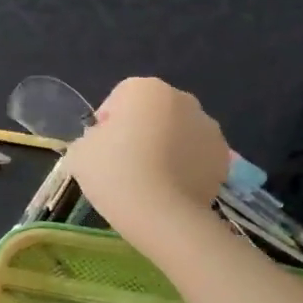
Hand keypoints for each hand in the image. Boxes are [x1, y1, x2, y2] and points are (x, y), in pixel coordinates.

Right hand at [64, 77, 229, 246]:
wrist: (161, 214)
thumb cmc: (114, 173)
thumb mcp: (79, 152)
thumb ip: (90, 139)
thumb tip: (103, 143)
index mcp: (145, 88)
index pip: (119, 98)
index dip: (106, 124)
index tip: (101, 150)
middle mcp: (183, 99)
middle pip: (153, 112)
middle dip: (141, 131)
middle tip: (124, 165)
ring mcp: (209, 128)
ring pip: (178, 133)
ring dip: (166, 148)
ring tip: (149, 181)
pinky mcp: (223, 158)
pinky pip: (196, 157)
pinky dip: (185, 168)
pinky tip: (169, 191)